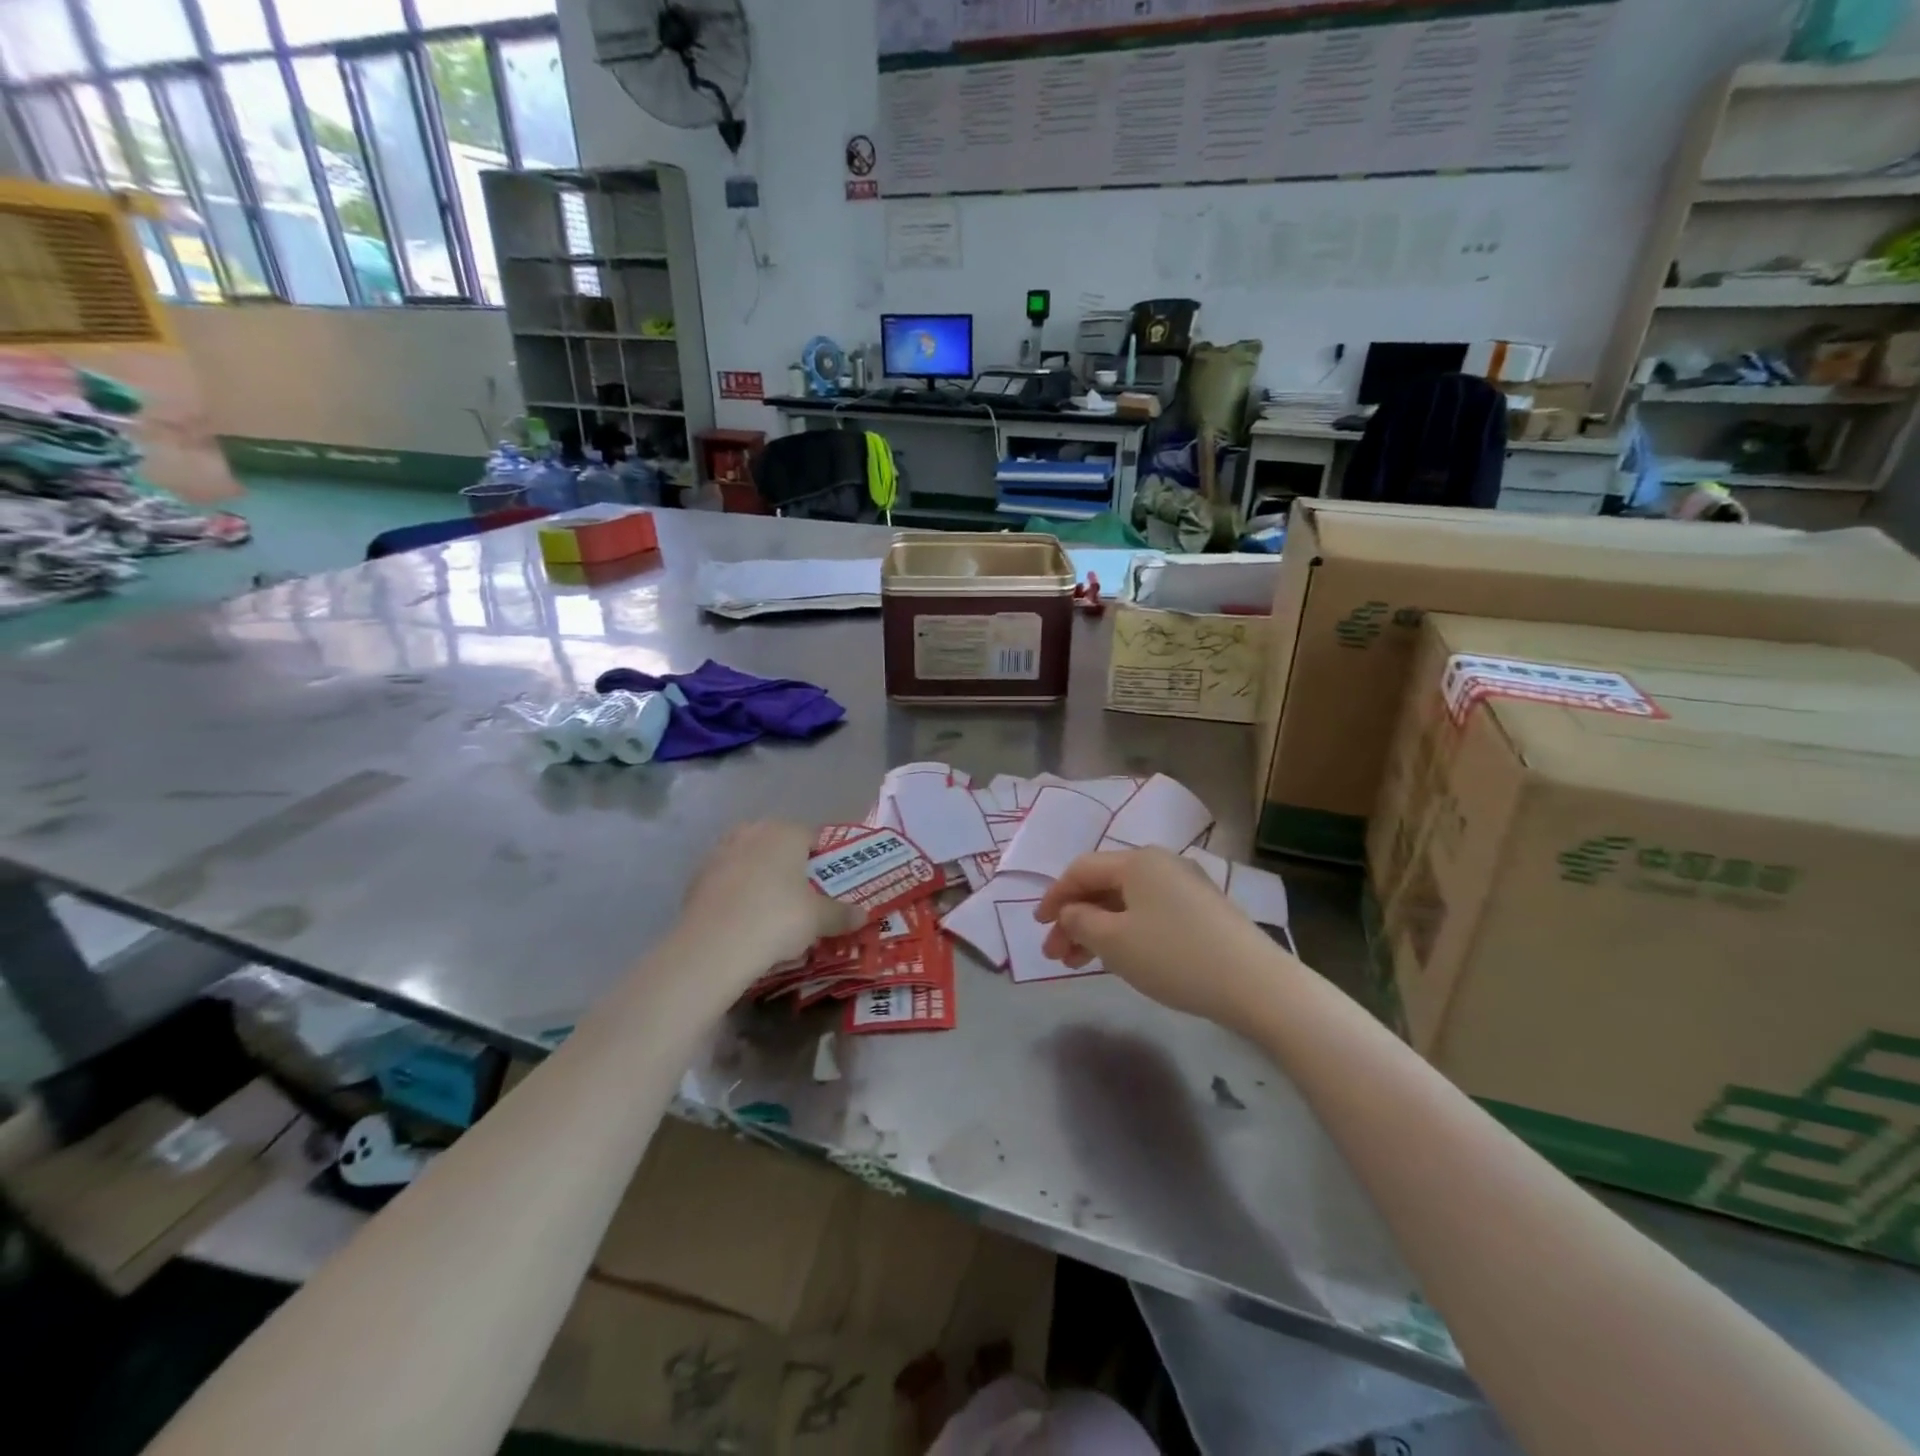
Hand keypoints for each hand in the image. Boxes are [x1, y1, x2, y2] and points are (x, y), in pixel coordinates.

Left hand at [680, 821, 860, 968]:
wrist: (714, 945)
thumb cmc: (778, 919)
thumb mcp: (819, 920)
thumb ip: (841, 914)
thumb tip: (863, 915)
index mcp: (786, 832)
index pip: (812, 836)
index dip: (823, 858)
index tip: (828, 882)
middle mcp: (753, 832)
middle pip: (778, 844)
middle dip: (789, 865)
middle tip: (801, 895)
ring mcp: (721, 852)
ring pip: (750, 859)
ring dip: (760, 876)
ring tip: (770, 908)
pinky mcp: (697, 877)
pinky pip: (727, 879)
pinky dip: (736, 892)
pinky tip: (743, 918)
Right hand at [1035, 848, 1293, 1026]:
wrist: (1255, 984)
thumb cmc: (1174, 956)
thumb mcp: (1114, 942)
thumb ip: (1080, 922)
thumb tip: (1071, 912)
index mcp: (1137, 861)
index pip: (1081, 869)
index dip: (1054, 896)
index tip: (1037, 926)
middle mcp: (1162, 864)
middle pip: (1104, 886)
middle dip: (1074, 919)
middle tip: (1055, 955)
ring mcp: (1187, 887)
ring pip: (1127, 903)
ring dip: (1097, 930)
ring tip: (1078, 964)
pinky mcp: (1204, 912)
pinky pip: (1150, 914)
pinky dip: (1125, 933)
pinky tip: (1119, 958)